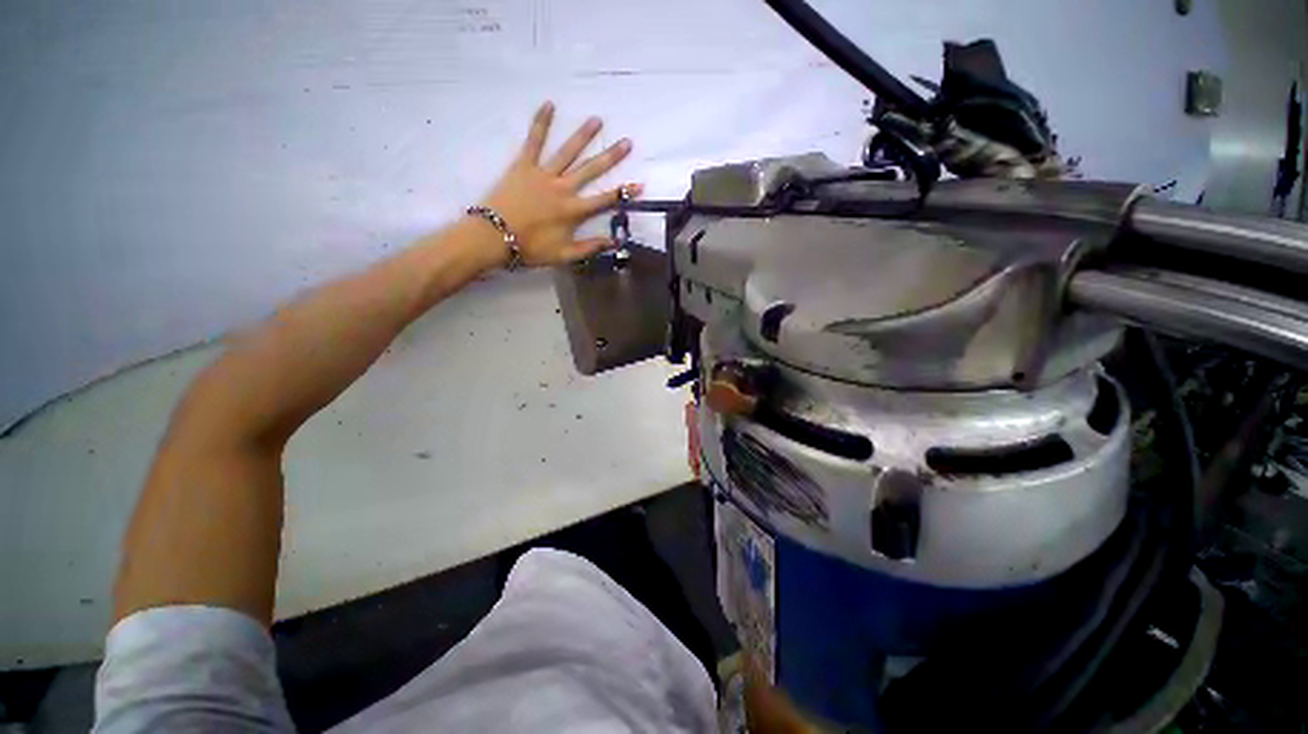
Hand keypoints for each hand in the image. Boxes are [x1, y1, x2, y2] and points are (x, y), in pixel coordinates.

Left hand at [479, 102, 640, 266]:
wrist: (494, 237)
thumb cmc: (531, 248)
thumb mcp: (564, 255)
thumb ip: (590, 247)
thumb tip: (614, 242)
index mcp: (573, 211)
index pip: (605, 200)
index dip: (623, 193)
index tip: (640, 184)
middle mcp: (563, 188)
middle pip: (591, 170)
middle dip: (610, 156)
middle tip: (626, 142)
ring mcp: (543, 174)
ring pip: (567, 151)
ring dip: (583, 135)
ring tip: (597, 120)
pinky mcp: (524, 165)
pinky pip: (534, 141)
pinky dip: (541, 123)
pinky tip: (549, 104)